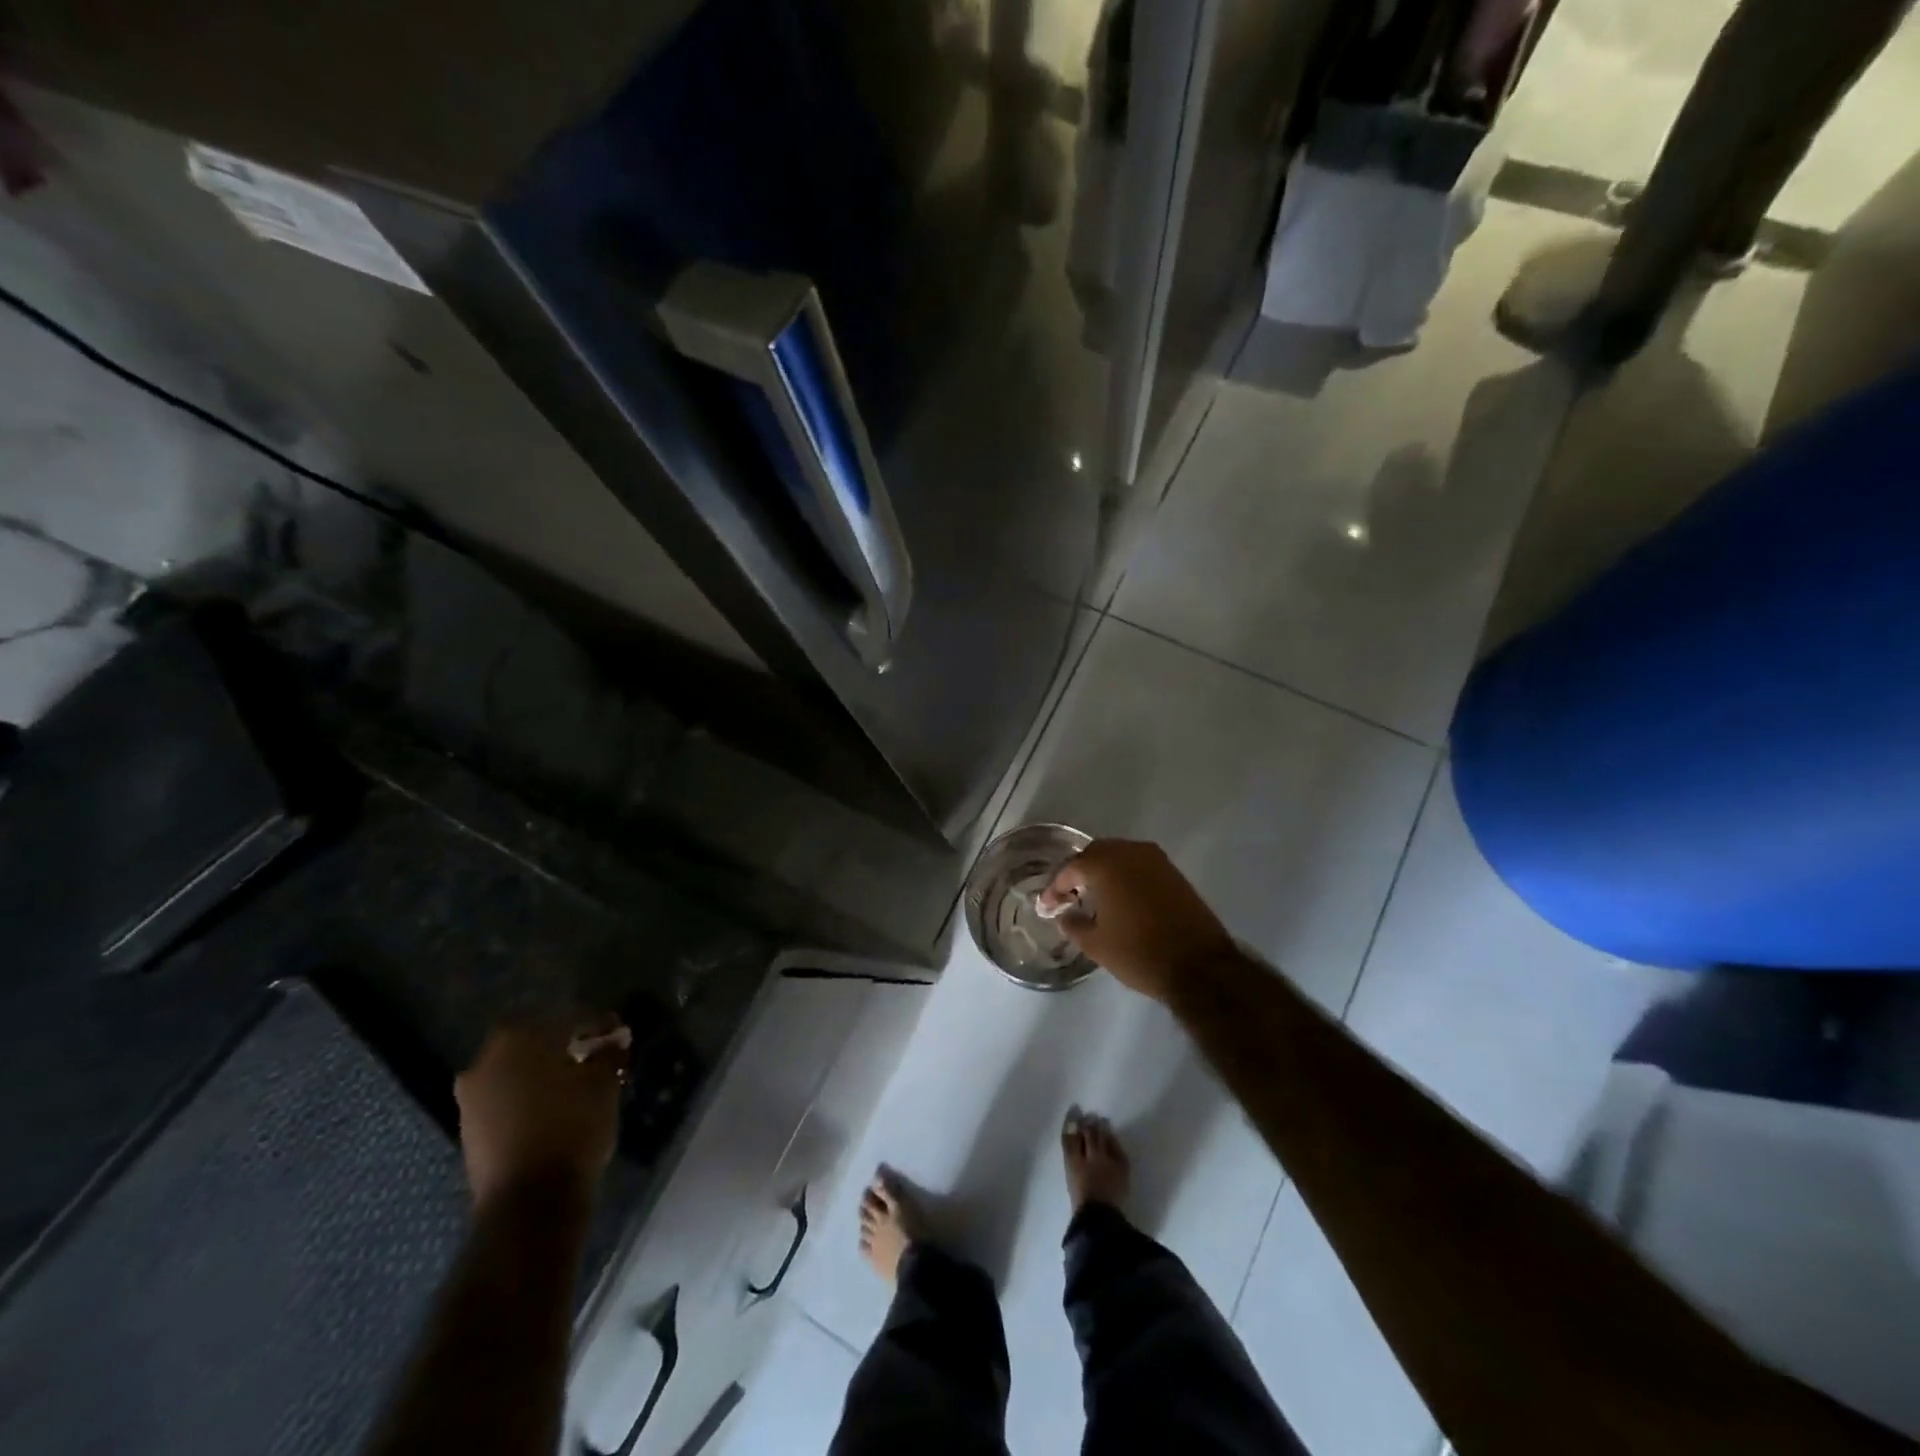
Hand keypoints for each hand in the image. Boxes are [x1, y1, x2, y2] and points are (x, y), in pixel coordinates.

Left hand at [454, 1023, 626, 1206]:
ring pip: (514, 1071)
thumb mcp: (603, 1082)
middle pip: (532, 1040)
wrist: (529, 1201)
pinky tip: (552, 1108)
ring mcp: (471, 1098)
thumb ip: (608, 1052)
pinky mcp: (468, 1130)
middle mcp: (486, 1060)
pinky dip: (526, 1097)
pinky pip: (503, 1099)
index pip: (564, 1016)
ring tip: (573, 1083)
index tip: (614, 1032)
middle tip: (591, 1054)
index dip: (593, 1022)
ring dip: (541, 1072)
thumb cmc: (571, 1126)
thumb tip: (614, 1038)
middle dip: (561, 1045)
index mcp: (518, 1038)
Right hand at [1037, 839, 1234, 1003]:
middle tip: (1067, 896)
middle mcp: (1130, 852)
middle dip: (1078, 873)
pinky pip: (1139, 866)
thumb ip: (1073, 924)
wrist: (1200, 966)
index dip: (1055, 888)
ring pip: (1120, 856)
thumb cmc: (1140, 953)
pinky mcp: (1174, 873)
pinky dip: (1125, 876)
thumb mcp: (1096, 945)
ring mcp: (1156, 860)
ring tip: (1093, 896)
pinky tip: (1120, 897)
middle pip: (1095, 854)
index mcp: (1106, 864)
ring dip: (1103, 872)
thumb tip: (1065, 914)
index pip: (1071, 869)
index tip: (1046, 907)